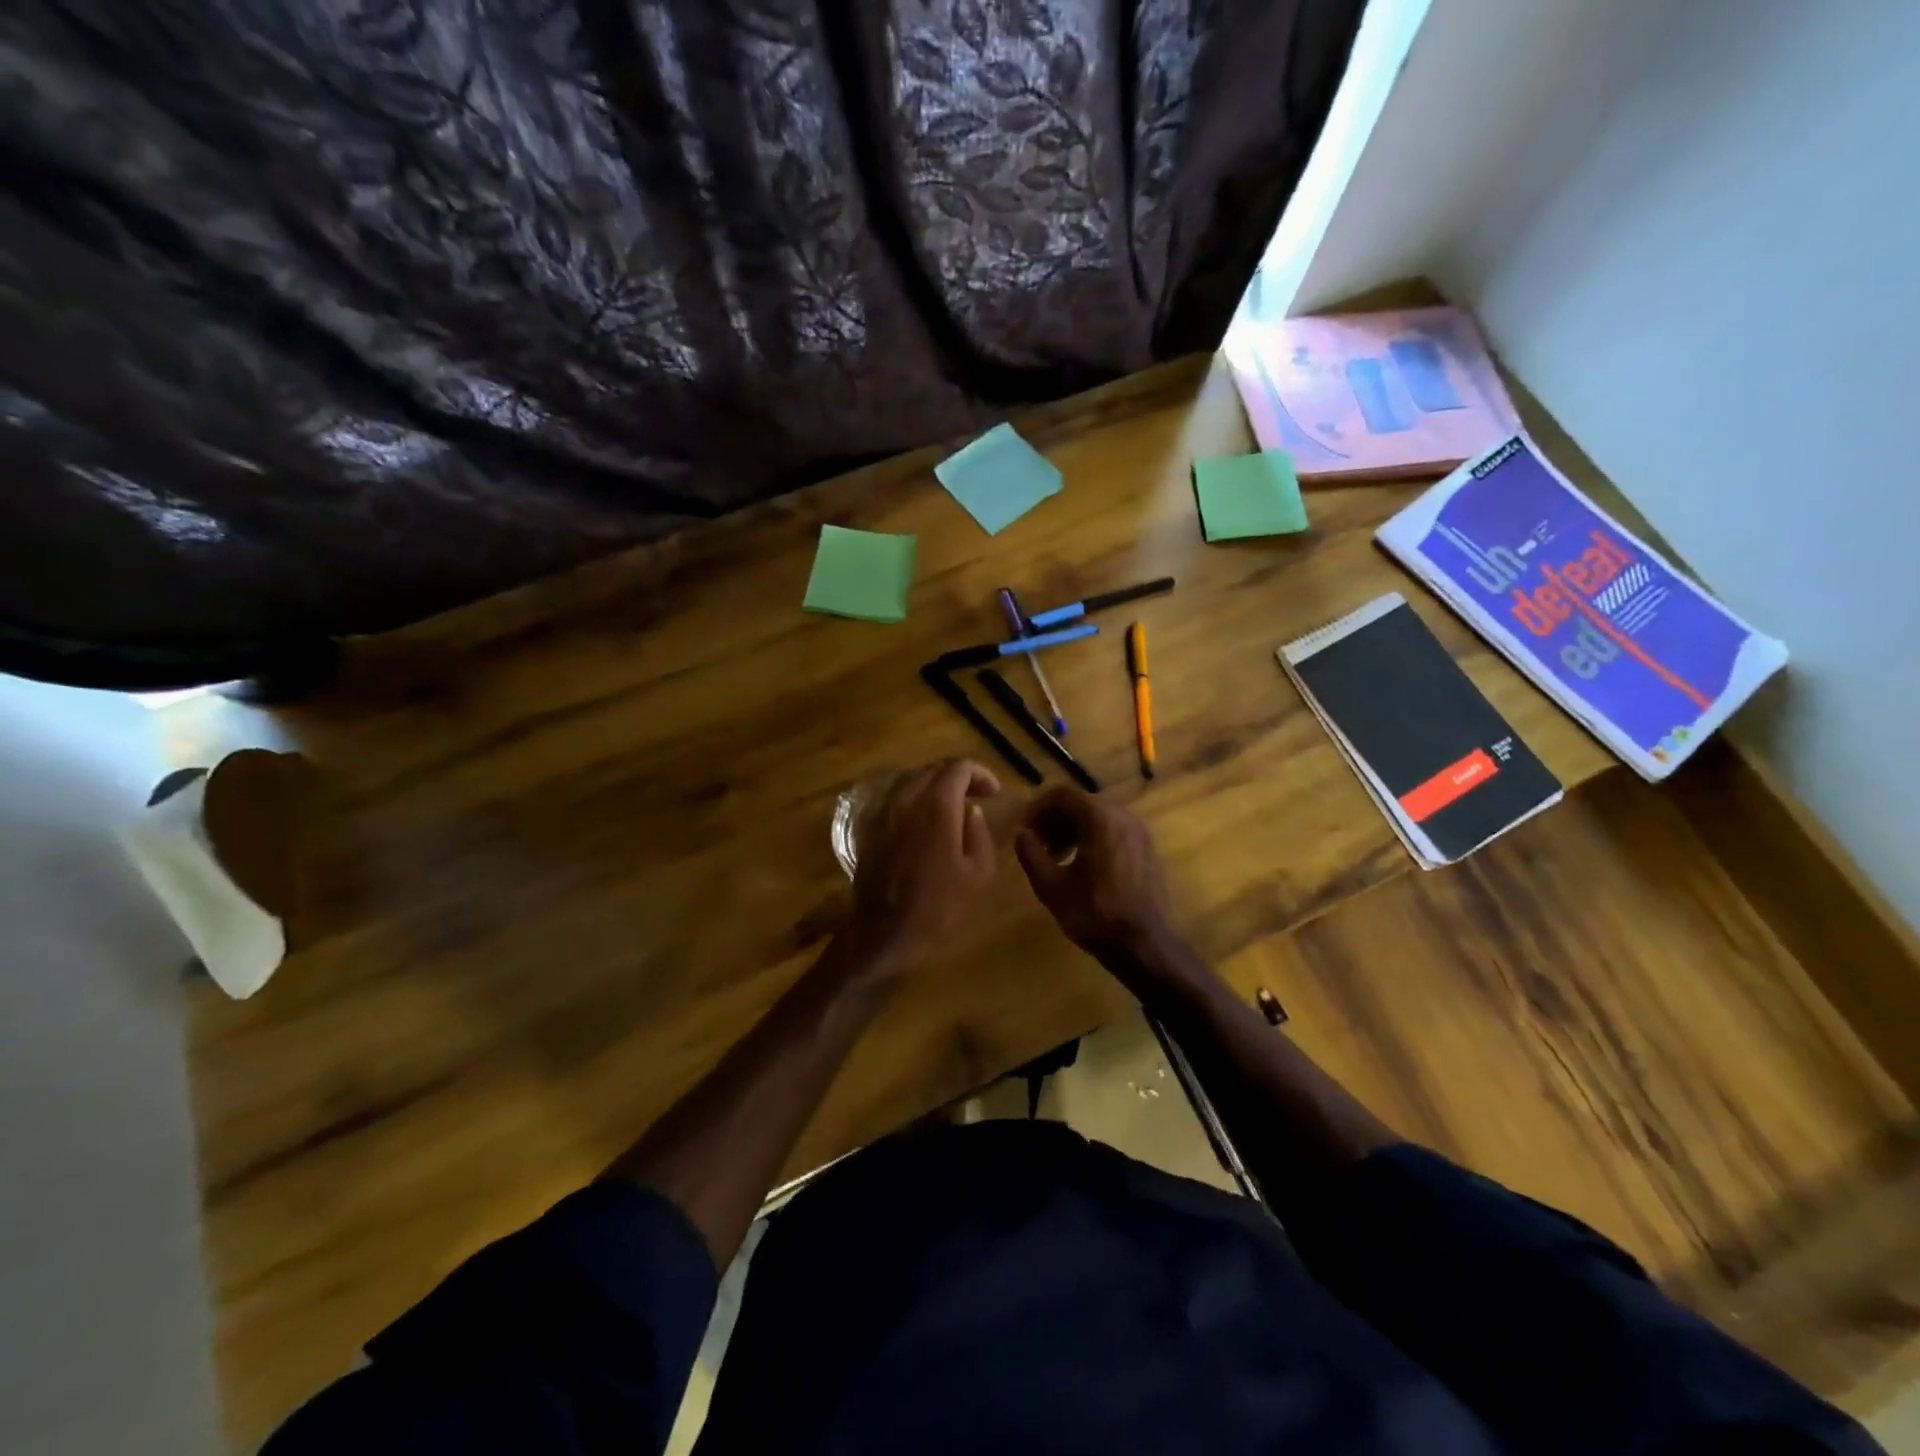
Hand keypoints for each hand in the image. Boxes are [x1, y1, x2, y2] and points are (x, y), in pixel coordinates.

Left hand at [845, 759, 1000, 977]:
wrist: (885, 931)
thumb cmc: (938, 905)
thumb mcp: (978, 872)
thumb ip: (979, 832)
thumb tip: (971, 810)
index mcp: (937, 805)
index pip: (959, 767)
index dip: (980, 774)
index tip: (993, 793)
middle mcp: (907, 798)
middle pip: (934, 769)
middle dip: (958, 777)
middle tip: (976, 796)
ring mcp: (884, 810)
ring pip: (911, 779)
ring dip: (934, 784)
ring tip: (951, 805)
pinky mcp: (870, 825)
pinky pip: (894, 796)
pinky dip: (913, 797)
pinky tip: (923, 817)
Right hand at [1014, 788, 1178, 967]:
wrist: (1144, 944)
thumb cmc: (1094, 913)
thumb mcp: (1051, 886)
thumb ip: (1031, 853)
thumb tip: (1021, 834)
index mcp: (1099, 818)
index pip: (1061, 795)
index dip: (1037, 809)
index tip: (1024, 830)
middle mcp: (1123, 815)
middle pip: (1080, 803)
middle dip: (1054, 820)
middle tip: (1037, 845)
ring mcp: (1139, 831)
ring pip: (1097, 817)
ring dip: (1072, 830)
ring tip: (1055, 858)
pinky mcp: (1147, 848)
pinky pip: (1113, 830)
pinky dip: (1092, 838)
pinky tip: (1081, 867)